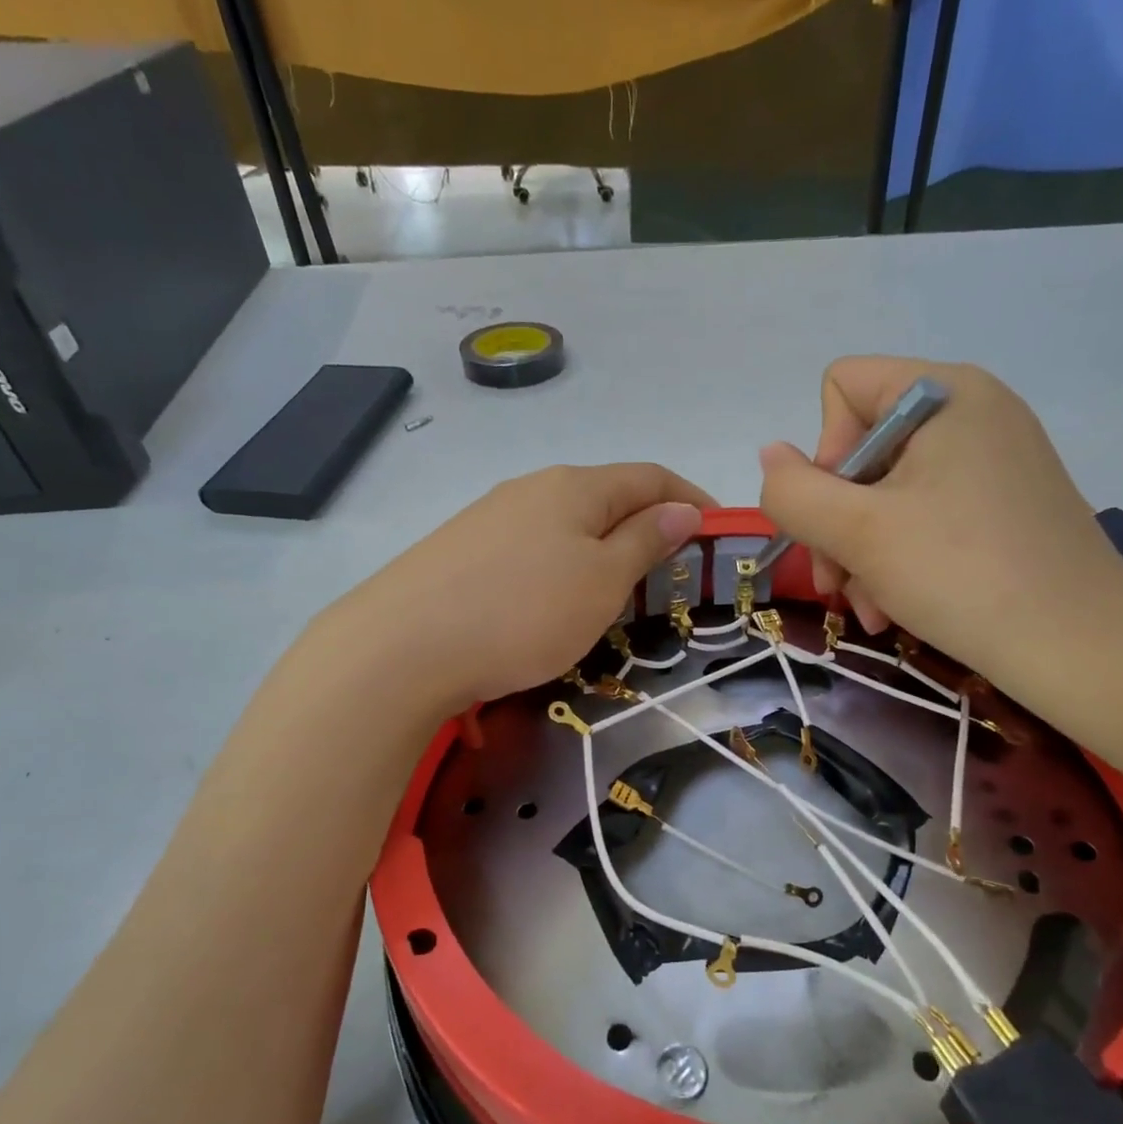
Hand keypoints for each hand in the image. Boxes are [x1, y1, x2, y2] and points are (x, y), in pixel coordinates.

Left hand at [351, 463, 712, 707]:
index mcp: (576, 486)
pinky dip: (562, 568)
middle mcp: (532, 488)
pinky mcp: (462, 551)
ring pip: (567, 526)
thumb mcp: (601, 580)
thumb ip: (645, 541)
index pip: (650, 477)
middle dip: (647, 529)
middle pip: (607, 498)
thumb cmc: (524, 611)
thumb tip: (681, 510)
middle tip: (669, 577)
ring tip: (615, 596)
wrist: (404, 646)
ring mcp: (491, 517)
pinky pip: (532, 550)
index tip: (718, 535)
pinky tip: (552, 604)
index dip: (691, 500)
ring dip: (603, 552)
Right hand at [758, 357, 1122, 690]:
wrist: (1080, 647)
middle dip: (837, 521)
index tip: (837, 516)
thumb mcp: (857, 533)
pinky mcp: (1005, 503)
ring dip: (862, 552)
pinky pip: (927, 514)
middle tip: (836, 582)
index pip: (843, 387)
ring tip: (869, 607)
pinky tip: (896, 607)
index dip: (823, 453)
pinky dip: (901, 557)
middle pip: (863, 447)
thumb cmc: (961, 574)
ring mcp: (994, 459)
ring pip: (889, 491)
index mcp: (945, 393)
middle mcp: (973, 411)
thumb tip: (770, 457)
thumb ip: (793, 492)